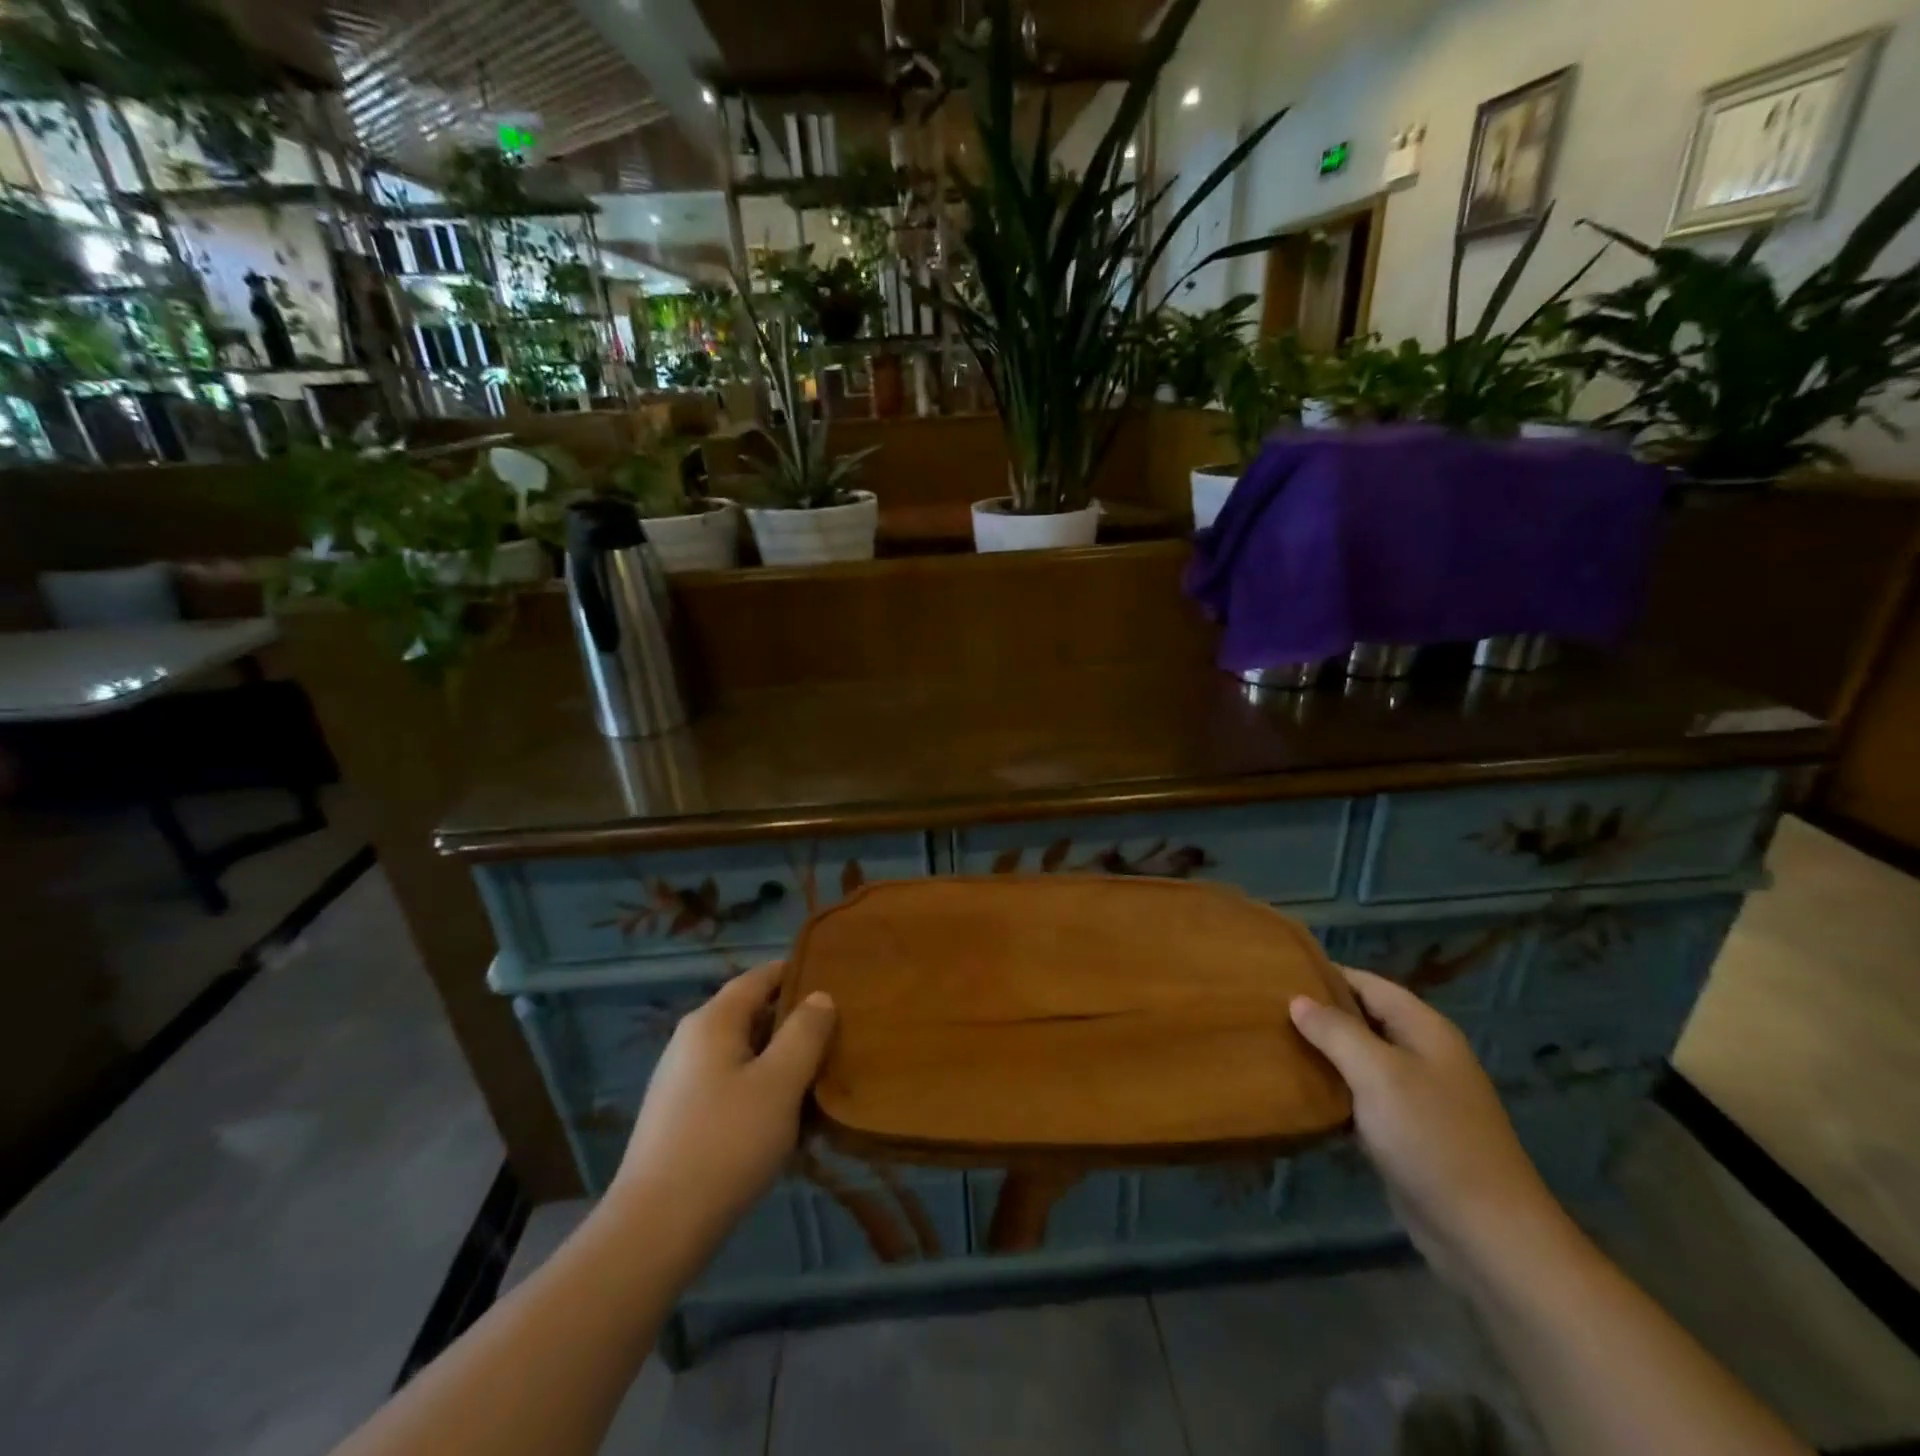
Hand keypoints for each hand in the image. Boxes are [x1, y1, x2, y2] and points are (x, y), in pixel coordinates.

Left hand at [605, 964, 835, 1268]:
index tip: (834, 979)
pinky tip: (782, 1119)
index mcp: (713, 1021)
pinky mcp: (679, 1116)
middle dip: (793, 1022)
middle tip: (837, 1034)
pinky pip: (730, 1084)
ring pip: (742, 1053)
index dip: (796, 973)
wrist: (656, 1228)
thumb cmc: (727, 1142)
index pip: (760, 977)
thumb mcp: (780, 1083)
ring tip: (818, 1079)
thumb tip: (819, 997)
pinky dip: (759, 1088)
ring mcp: (680, 1079)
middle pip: (751, 1014)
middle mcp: (691, 1040)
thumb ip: (805, 1033)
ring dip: (779, 1060)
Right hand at [1290, 968, 1571, 1286]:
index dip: (1324, 974)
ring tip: (1269, 1042)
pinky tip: (1295, 1090)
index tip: (1276, 972)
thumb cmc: (1431, 1138)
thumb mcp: (1378, 1073)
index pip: (1367, 983)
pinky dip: (1331, 1089)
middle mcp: (1422, 1054)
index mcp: (1424, 1029)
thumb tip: (1297, 1000)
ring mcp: (1415, 1096)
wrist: (1486, 1235)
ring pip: (1357, 1059)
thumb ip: (1335, 1031)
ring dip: (1320, 1053)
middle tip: (1263, 1008)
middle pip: (1362, 1019)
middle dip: (1317, 1013)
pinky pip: (1359, 1096)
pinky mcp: (1404, 1132)